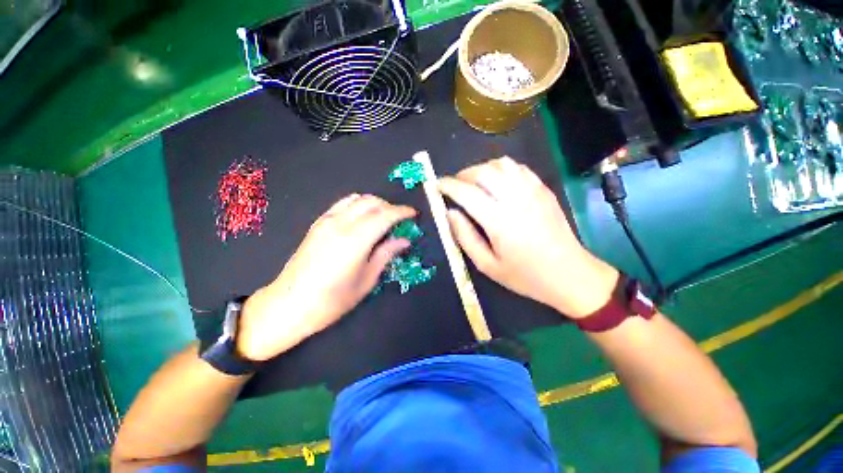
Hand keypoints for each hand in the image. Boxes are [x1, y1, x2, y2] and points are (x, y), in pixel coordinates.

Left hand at [238, 194, 415, 360]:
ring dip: (375, 204)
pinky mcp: (318, 223)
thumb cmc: (332, 300)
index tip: (413, 214)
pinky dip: (358, 205)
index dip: (402, 212)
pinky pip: (343, 204)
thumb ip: (386, 254)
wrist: (289, 304)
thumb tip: (404, 241)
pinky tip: (363, 219)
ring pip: (357, 199)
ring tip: (383, 218)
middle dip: (390, 206)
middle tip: (400, 220)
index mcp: (355, 239)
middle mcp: (341, 223)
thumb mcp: (366, 280)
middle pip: (372, 202)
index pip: (385, 215)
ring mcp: (327, 221)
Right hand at [439, 157, 617, 318]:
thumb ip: (465, 237)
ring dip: (481, 169)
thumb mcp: (487, 265)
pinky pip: (518, 168)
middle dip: (462, 174)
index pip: (466, 192)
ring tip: (474, 183)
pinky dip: (501, 168)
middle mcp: (515, 199)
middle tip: (454, 186)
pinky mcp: (543, 190)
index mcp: (498, 220)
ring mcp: (532, 191)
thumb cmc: (524, 275)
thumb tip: (450, 213)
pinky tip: (497, 181)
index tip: (436, 185)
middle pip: (482, 172)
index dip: (447, 185)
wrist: (569, 274)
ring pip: (501, 164)